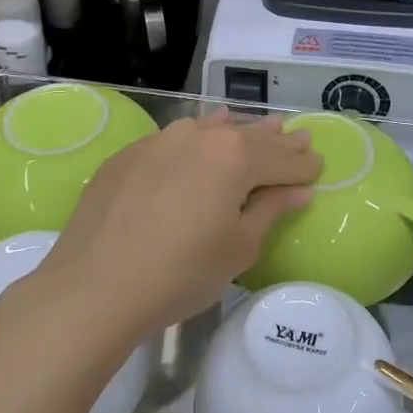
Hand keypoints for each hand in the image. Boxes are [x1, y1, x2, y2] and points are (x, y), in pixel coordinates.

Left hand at [27, 111, 321, 352]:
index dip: (304, 165)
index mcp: (236, 157)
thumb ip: (271, 210)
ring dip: (239, 132)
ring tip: (260, 126)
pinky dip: (199, 138)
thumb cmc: (181, 272)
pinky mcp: (130, 154)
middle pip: (250, 137)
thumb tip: (298, 190)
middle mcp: (201, 136)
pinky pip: (176, 139)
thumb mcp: (239, 248)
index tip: (319, 164)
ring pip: (212, 130)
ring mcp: (161, 140)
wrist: (94, 286)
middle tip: (300, 137)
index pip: (283, 159)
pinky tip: (202, 134)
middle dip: (278, 141)